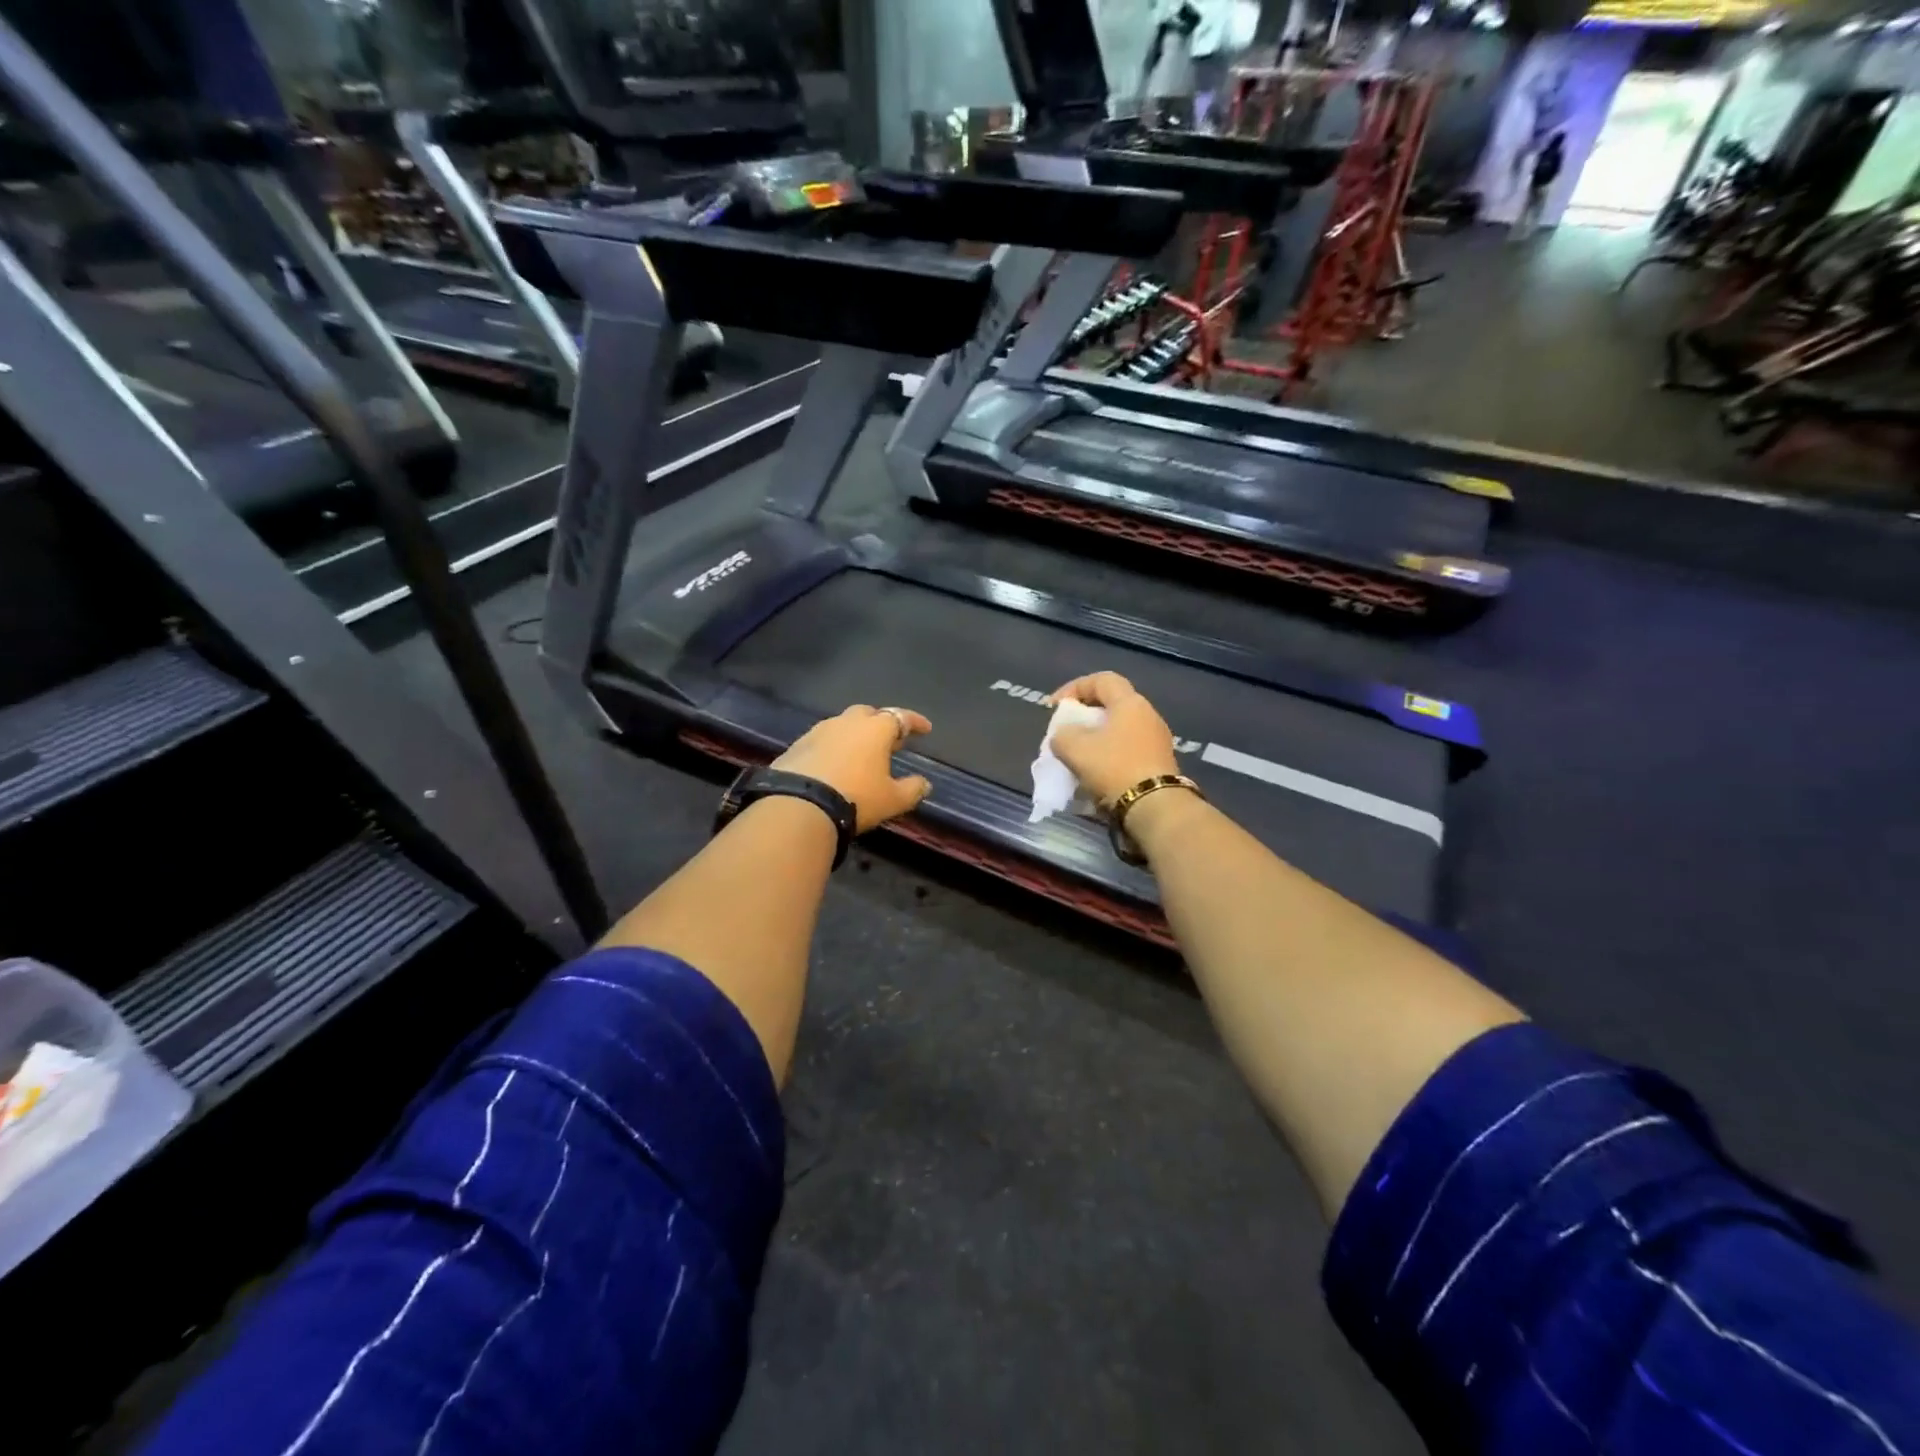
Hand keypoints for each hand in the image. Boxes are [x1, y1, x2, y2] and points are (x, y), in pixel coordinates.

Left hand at [774, 705, 932, 832]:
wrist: (799, 805)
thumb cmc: (856, 798)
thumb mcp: (893, 800)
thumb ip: (912, 789)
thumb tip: (925, 784)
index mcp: (876, 729)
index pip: (901, 717)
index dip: (916, 722)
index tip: (926, 729)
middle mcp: (847, 722)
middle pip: (869, 714)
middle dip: (882, 723)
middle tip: (890, 740)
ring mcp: (819, 731)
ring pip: (843, 725)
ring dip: (855, 735)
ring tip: (861, 753)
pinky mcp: (797, 745)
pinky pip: (822, 740)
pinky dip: (833, 747)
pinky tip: (834, 764)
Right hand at [1046, 672, 1180, 805]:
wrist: (1154, 806)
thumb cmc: (1114, 768)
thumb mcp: (1075, 749)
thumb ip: (1062, 735)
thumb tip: (1064, 737)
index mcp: (1130, 703)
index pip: (1102, 680)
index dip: (1074, 687)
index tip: (1055, 706)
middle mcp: (1148, 715)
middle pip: (1112, 704)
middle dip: (1085, 715)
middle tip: (1067, 729)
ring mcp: (1158, 740)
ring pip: (1120, 729)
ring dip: (1097, 738)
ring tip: (1078, 754)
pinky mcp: (1160, 763)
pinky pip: (1129, 749)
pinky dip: (1109, 754)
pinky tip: (1096, 772)